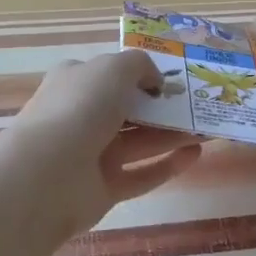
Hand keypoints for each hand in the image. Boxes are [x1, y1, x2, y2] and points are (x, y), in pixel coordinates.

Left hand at [0, 51, 203, 235]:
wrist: (47, 175)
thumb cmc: (79, 108)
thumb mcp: (113, 68)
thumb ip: (140, 66)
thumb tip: (155, 81)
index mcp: (75, 84)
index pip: (108, 75)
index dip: (139, 74)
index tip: (173, 78)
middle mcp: (81, 117)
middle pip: (129, 110)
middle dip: (163, 107)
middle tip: (198, 105)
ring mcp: (92, 156)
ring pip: (140, 142)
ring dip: (173, 134)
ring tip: (207, 128)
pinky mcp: (105, 189)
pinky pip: (142, 175)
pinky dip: (168, 165)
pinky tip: (196, 154)